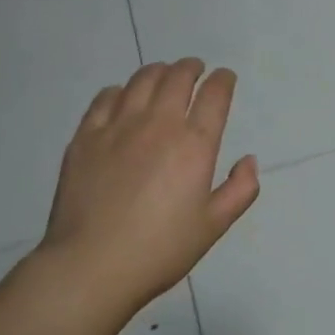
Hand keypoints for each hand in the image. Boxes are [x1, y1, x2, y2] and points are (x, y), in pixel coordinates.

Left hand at [42, 59, 259, 318]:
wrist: (92, 265)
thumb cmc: (160, 250)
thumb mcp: (213, 226)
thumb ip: (240, 190)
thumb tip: (249, 160)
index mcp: (194, 145)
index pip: (214, 95)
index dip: (223, 80)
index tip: (225, 78)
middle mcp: (158, 124)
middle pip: (177, 77)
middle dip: (191, 68)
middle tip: (195, 69)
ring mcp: (117, 127)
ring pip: (141, 80)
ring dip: (158, 71)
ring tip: (163, 74)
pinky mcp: (85, 137)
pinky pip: (105, 98)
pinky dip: (120, 90)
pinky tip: (122, 96)